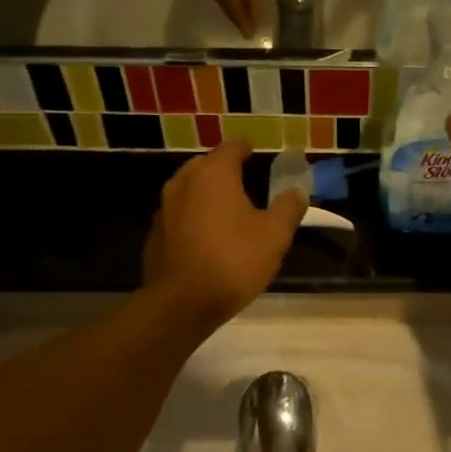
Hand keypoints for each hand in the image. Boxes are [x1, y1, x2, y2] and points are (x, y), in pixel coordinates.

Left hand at [142, 140, 305, 328]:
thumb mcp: (275, 235)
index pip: (230, 148)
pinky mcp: (154, 236)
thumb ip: (288, 208)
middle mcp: (183, 183)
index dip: (245, 149)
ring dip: (205, 195)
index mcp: (213, 175)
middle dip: (222, 170)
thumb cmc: (234, 261)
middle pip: (204, 166)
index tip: (254, 153)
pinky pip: (178, 217)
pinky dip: (192, 219)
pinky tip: (205, 238)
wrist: (182, 303)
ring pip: (188, 191)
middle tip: (242, 181)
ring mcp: (164, 209)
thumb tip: (296, 192)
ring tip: (224, 210)